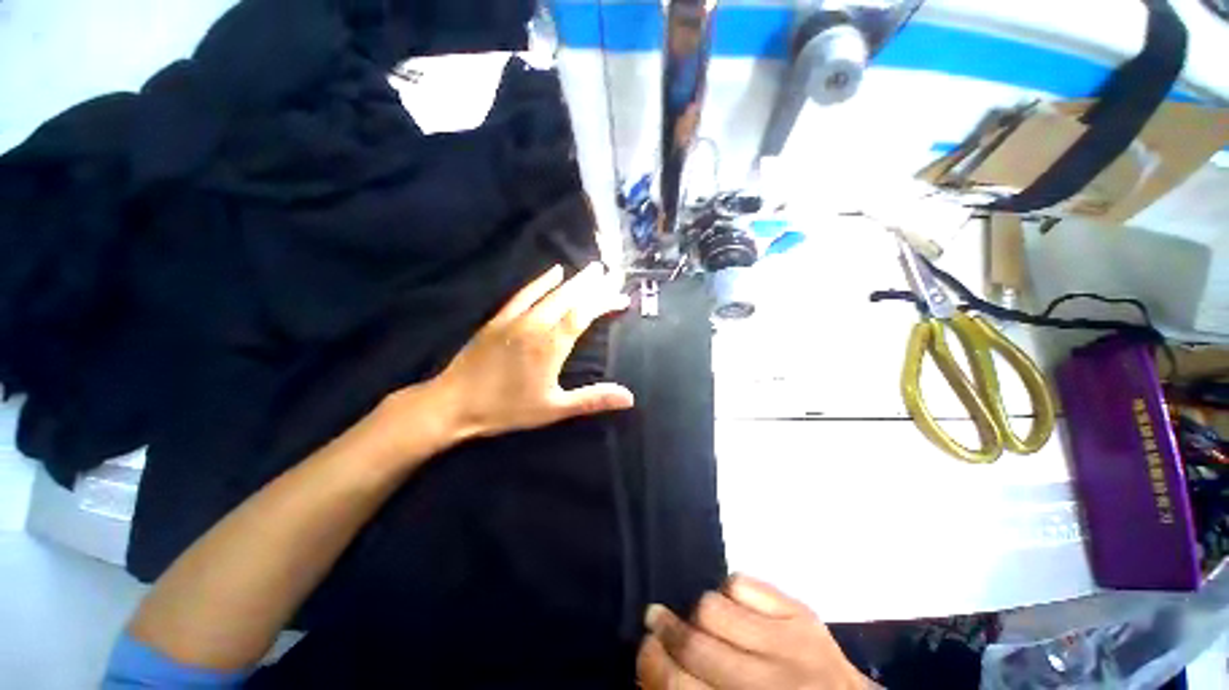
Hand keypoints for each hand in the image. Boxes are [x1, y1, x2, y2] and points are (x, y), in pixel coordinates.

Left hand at [405, 262, 632, 447]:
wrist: (454, 403)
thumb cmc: (507, 409)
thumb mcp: (554, 409)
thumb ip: (592, 399)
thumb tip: (629, 397)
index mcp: (551, 346)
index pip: (584, 315)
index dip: (604, 302)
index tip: (622, 295)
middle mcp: (536, 325)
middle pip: (570, 298)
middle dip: (593, 285)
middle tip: (612, 273)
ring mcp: (516, 319)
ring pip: (551, 292)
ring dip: (574, 280)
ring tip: (592, 268)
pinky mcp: (500, 318)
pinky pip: (525, 293)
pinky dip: (541, 281)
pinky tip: (553, 271)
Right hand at [637, 575, 874, 689]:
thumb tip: (652, 662)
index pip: (679, 687)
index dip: (651, 663)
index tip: (644, 647)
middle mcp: (769, 683)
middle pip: (694, 643)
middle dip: (665, 629)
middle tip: (654, 619)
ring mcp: (790, 642)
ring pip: (713, 605)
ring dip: (699, 612)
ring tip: (702, 620)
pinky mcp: (802, 613)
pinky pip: (743, 583)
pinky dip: (729, 592)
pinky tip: (735, 609)